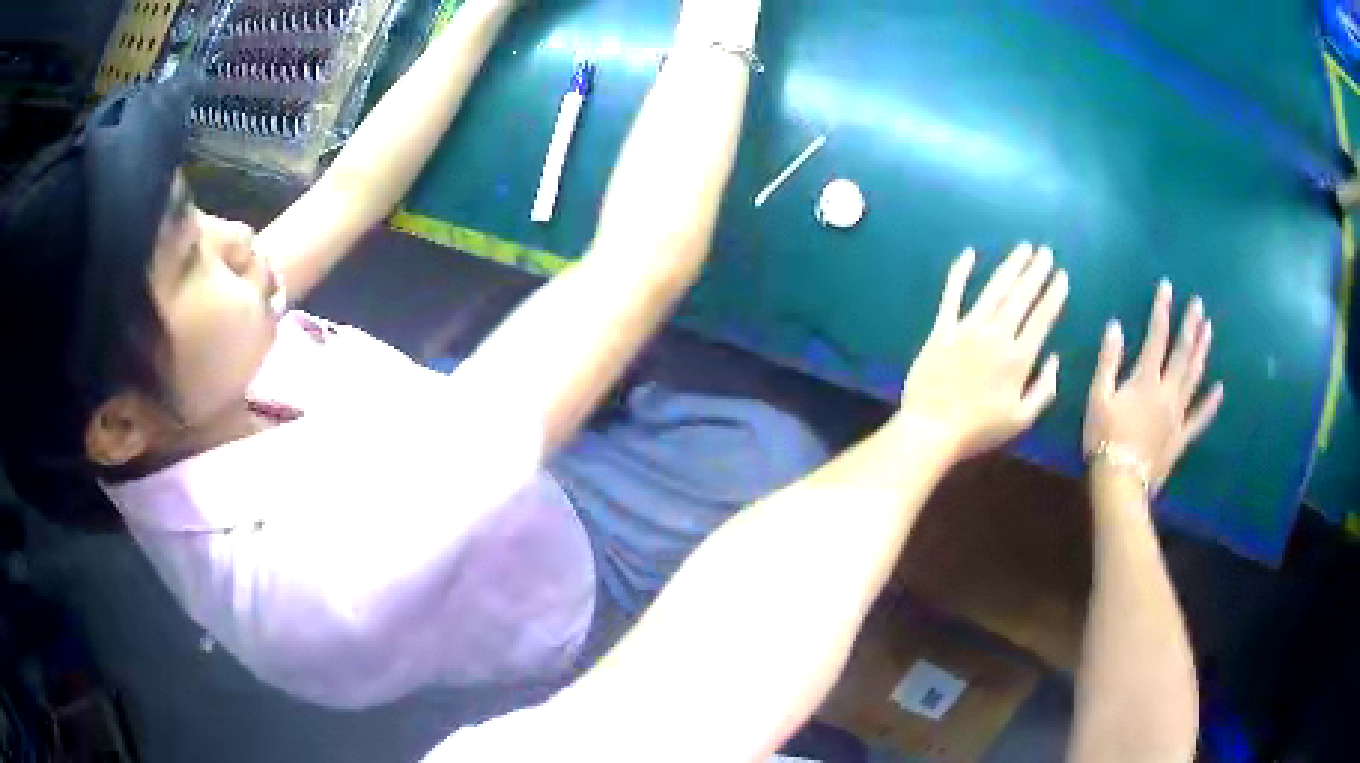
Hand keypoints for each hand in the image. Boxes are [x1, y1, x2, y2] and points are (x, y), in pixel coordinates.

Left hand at [898, 244, 1068, 459]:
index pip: (1041, 318)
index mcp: (1018, 358)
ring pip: (994, 289)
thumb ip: (1044, 389)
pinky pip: (952, 294)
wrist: (931, 429)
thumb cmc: (979, 430)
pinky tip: (969, 253)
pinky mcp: (942, 328)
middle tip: (1046, 252)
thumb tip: (1055, 359)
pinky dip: (960, 272)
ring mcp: (967, 328)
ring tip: (1023, 249)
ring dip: (1011, 267)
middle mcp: (996, 335)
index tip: (1061, 276)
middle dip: (1036, 273)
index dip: (1053, 295)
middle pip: (1021, 296)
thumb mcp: (1022, 419)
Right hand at [1084, 281, 1223, 490]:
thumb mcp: (1097, 397)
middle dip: (1190, 326)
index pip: (1157, 336)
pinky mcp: (1181, 436)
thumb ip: (1108, 361)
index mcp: (1145, 379)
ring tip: (1209, 330)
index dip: (1162, 310)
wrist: (1120, 482)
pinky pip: (1199, 418)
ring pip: (1193, 377)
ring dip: (1202, 352)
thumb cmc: (1104, 438)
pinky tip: (1220, 389)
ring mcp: (1178, 414)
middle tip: (1198, 304)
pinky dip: (1210, 404)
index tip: (1167, 287)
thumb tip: (1116, 326)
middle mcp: (1167, 391)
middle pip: (1182, 353)